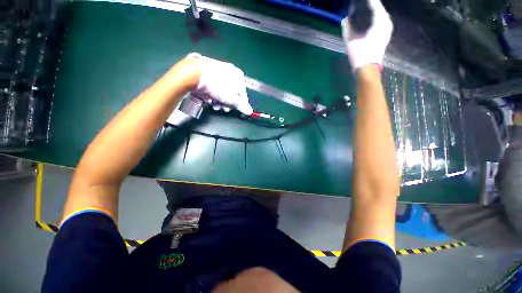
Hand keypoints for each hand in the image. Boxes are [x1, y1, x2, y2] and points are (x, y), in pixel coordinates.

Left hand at [187, 53, 252, 114]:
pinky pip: (214, 86)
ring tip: (214, 104)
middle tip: (222, 108)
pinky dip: (212, 93)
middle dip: (227, 103)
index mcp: (239, 76)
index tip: (234, 110)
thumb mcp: (231, 99)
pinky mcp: (208, 72)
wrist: (194, 73)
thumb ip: (241, 105)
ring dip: (219, 100)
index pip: (243, 94)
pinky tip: (208, 97)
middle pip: (232, 93)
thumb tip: (250, 111)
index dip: (239, 104)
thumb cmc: (217, 86)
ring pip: (222, 91)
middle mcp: (230, 72)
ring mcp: (219, 71)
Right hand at [341, 0, 392, 70]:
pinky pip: (382, 21)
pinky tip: (368, 21)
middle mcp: (386, 22)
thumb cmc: (360, 54)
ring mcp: (387, 29)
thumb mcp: (350, 41)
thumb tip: (345, 19)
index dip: (369, 1)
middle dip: (371, 6)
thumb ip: (347, 28)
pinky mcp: (386, 35)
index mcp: (380, 21)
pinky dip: (375, 19)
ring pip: (381, 15)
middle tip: (362, 5)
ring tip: (364, 11)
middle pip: (379, 9)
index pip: (375, 4)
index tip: (360, 1)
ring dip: (373, 12)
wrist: (367, 68)